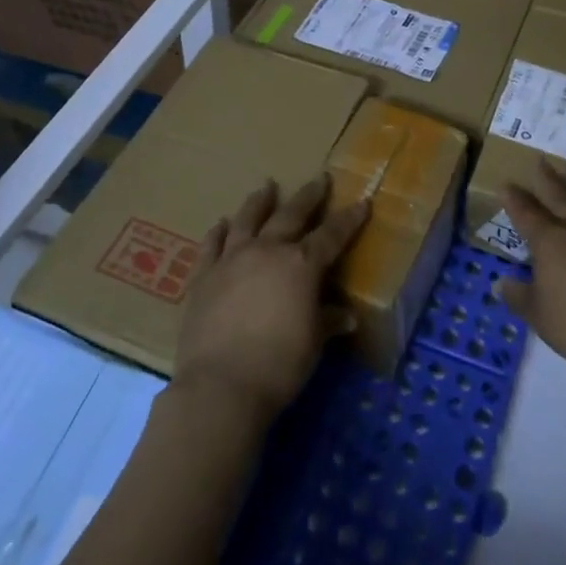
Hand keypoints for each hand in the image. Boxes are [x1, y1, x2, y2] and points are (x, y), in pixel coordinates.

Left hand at [172, 175, 368, 423]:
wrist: (221, 386)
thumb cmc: (279, 365)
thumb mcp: (313, 343)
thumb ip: (327, 321)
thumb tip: (346, 315)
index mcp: (301, 265)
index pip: (332, 235)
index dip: (349, 219)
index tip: (362, 202)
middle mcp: (267, 251)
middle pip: (291, 215)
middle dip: (309, 196)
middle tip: (320, 179)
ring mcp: (231, 260)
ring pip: (247, 220)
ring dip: (259, 201)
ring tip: (266, 186)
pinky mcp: (203, 276)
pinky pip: (211, 245)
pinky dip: (218, 232)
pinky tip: (221, 223)